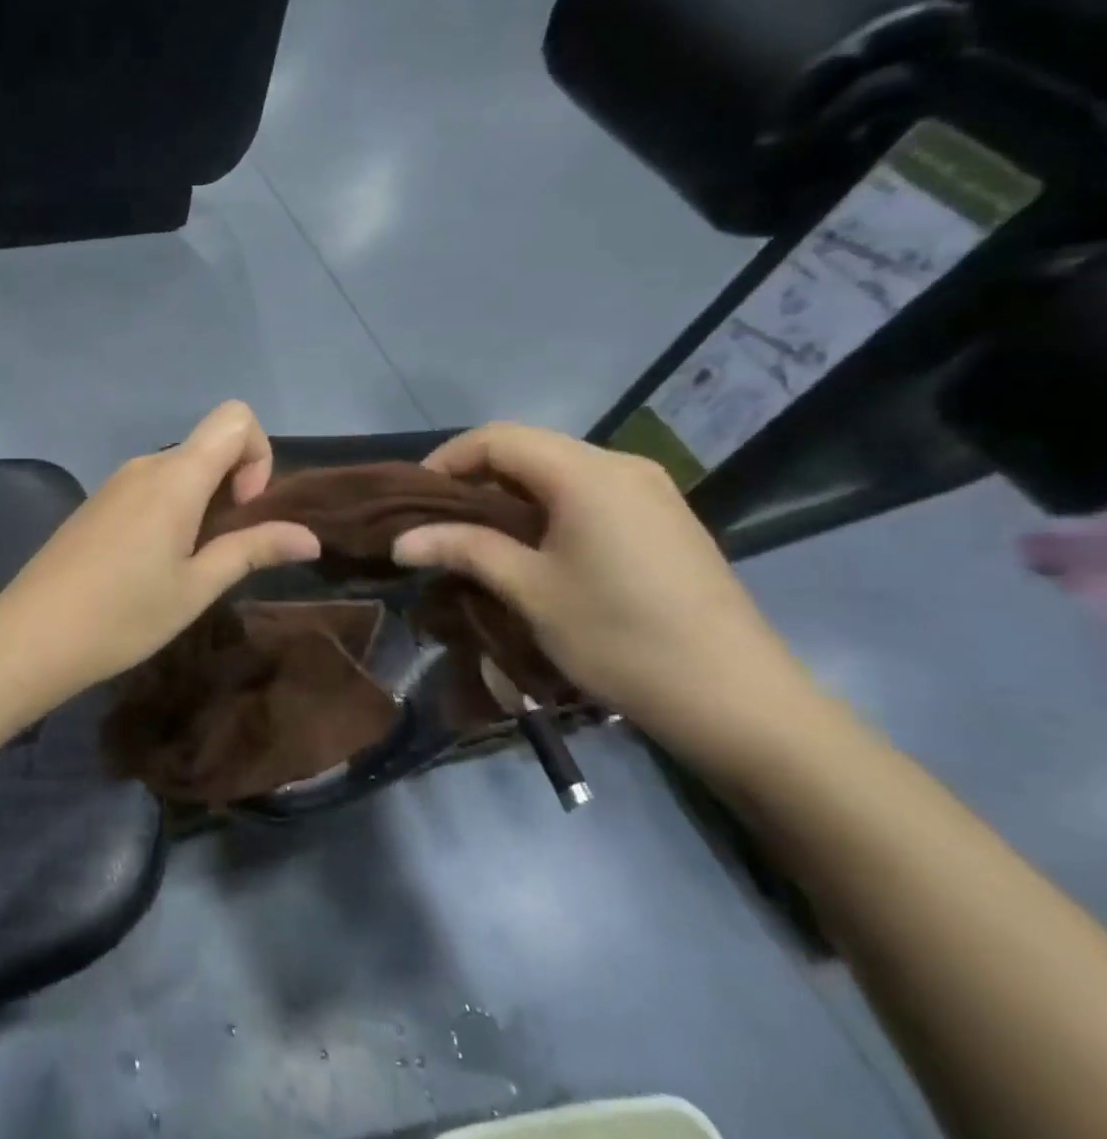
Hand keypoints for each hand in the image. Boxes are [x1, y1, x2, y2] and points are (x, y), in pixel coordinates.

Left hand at [0, 402, 320, 707]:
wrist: (32, 635)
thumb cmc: (123, 615)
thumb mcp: (196, 587)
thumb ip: (253, 550)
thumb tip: (310, 538)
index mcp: (175, 476)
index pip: (235, 417)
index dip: (257, 455)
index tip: (243, 509)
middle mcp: (146, 465)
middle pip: (209, 445)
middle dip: (232, 486)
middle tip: (218, 550)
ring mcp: (117, 482)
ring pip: (180, 469)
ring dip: (202, 503)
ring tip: (185, 564)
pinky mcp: (98, 502)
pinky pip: (151, 486)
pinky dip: (172, 509)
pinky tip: (151, 563)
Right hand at [392, 423, 834, 768]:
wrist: (736, 699)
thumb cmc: (620, 637)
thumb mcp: (530, 591)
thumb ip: (464, 550)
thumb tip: (401, 541)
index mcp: (586, 473)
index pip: (497, 438)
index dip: (447, 460)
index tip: (414, 501)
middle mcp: (620, 465)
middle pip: (528, 449)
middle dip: (474, 478)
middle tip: (438, 523)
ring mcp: (649, 490)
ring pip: (558, 471)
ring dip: (509, 495)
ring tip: (477, 537)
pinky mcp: (663, 518)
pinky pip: (588, 492)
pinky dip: (546, 508)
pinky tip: (533, 547)